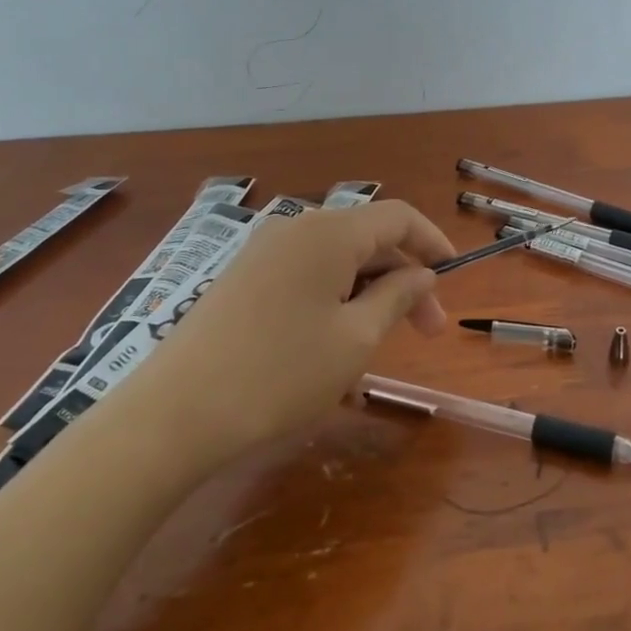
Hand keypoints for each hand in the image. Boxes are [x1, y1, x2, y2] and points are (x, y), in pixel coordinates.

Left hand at [130, 200, 456, 460]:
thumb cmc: (281, 373)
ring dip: (368, 294)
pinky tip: (334, 347)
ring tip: (379, 348)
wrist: (176, 413)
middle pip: (367, 239)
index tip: (454, 278)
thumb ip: (397, 297)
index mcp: (330, 232)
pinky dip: (333, 301)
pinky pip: (304, 277)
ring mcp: (263, 252)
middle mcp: (296, 228)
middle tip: (426, 332)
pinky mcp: (242, 279)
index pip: (398, 217)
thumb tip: (421, 274)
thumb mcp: (356, 339)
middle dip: (403, 279)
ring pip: (336, 261)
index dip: (433, 242)